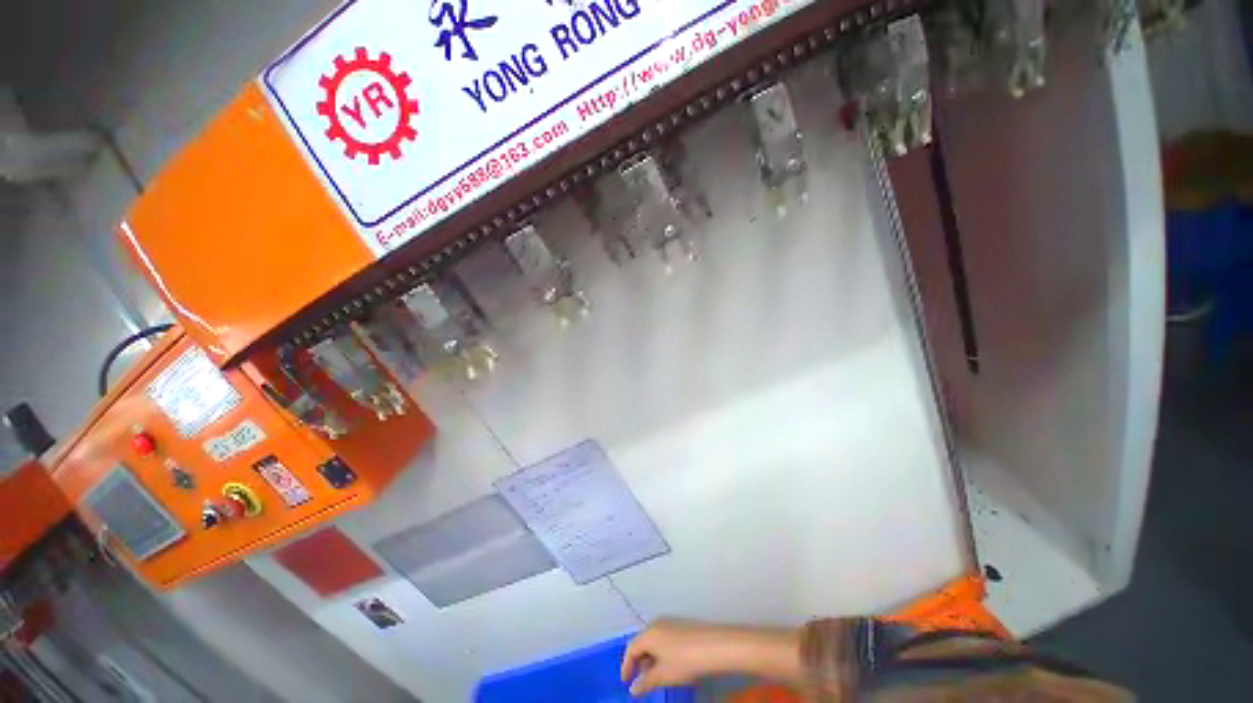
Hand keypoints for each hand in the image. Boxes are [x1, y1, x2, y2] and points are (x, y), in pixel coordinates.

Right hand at [621, 620, 801, 695]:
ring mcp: (671, 622)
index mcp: (649, 633)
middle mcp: (657, 623)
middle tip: (640, 680)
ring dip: (651, 657)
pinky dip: (661, 652)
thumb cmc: (684, 661)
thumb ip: (645, 682)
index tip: (626, 682)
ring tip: (655, 675)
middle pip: (642, 642)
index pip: (631, 648)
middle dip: (639, 661)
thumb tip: (633, 689)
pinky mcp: (682, 626)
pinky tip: (670, 664)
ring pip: (654, 640)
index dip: (626, 666)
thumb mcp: (662, 675)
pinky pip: (665, 638)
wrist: (714, 646)